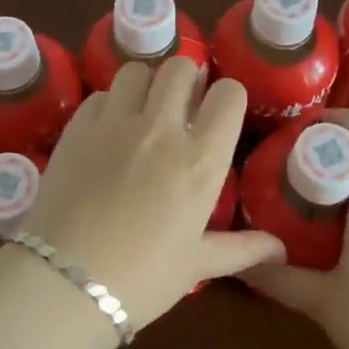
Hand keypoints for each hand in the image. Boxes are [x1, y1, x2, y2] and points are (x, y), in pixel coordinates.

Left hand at [23, 58, 283, 326]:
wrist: (67, 281)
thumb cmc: (143, 278)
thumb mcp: (198, 264)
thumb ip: (242, 248)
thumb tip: (280, 249)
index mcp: (201, 159)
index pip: (229, 94)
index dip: (227, 97)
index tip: (218, 112)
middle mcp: (162, 128)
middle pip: (180, 67)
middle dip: (186, 79)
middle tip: (180, 105)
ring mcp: (116, 122)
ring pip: (136, 70)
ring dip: (145, 84)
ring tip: (142, 109)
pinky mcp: (78, 126)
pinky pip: (100, 94)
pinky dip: (109, 104)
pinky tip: (107, 130)